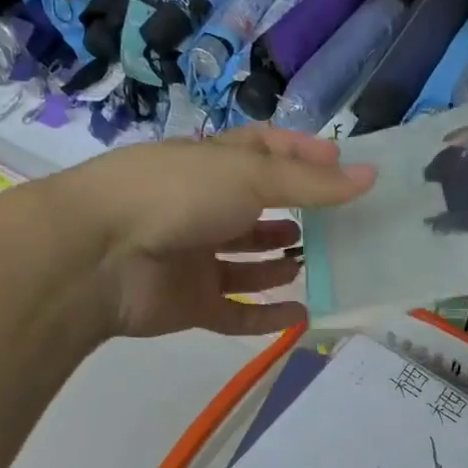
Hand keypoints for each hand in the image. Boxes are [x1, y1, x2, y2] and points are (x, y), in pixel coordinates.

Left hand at [39, 126, 374, 338]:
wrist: (97, 256)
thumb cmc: (175, 196)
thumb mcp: (250, 177)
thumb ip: (311, 183)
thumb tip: (369, 177)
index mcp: (210, 164)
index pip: (262, 150)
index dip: (301, 153)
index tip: (342, 163)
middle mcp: (202, 207)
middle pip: (257, 209)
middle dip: (295, 213)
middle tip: (339, 225)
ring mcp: (194, 257)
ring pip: (247, 262)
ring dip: (280, 263)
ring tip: (315, 262)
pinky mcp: (191, 303)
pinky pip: (237, 312)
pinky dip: (267, 316)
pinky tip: (303, 315)